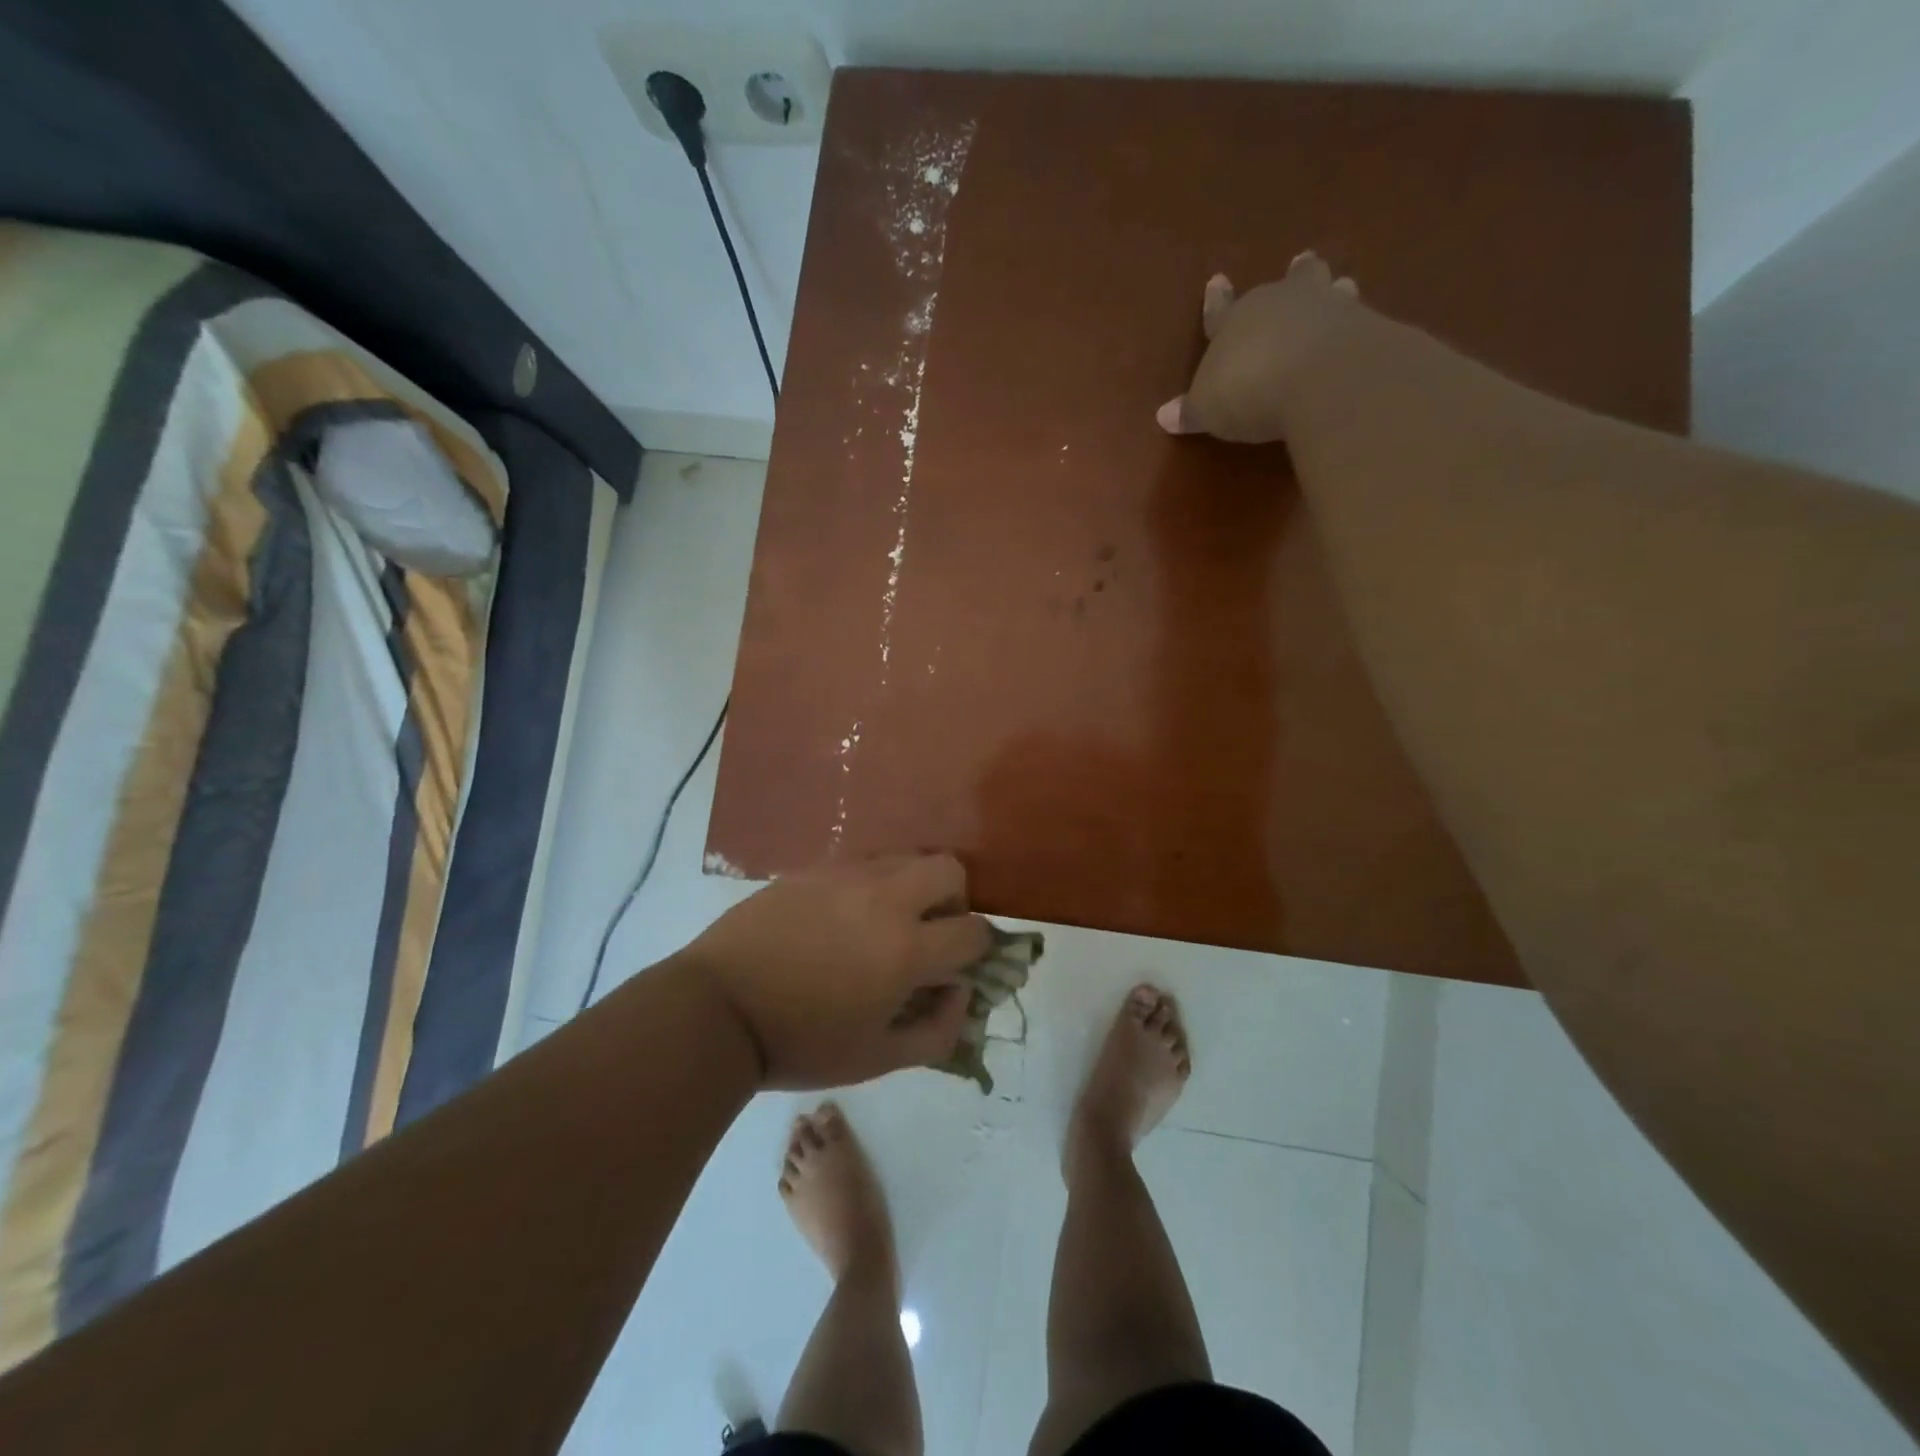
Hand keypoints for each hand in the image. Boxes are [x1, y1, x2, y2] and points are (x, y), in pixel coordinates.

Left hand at [681, 853, 991, 1089]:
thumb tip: (962, 993)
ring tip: (886, 921)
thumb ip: (937, 1032)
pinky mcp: (814, 868)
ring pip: (906, 857)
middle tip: (929, 931)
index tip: (958, 966)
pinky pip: (863, 862)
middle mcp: (885, 898)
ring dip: (913, 885)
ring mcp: (847, 875)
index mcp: (906, 949)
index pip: (973, 931)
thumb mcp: (876, 1059)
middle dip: (955, 899)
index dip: (978, 950)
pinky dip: (873, 883)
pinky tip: (845, 915)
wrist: (719, 1008)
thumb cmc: (801, 1043)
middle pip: (950, 868)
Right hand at [1156, 252, 1362, 443]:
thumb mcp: (1208, 408)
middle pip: (1290, 282)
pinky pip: (1361, 320)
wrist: (1318, 379)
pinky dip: (1359, 324)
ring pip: (1331, 290)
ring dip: (1334, 290)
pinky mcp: (1366, 326)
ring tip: (1342, 286)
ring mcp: (1329, 309)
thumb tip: (1163, 416)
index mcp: (1237, 320)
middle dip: (1293, 276)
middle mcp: (1283, 303)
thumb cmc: (1248, 390)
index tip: (1217, 280)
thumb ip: (1191, 410)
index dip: (1216, 300)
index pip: (1221, 310)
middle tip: (1301, 262)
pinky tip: (1365, 331)